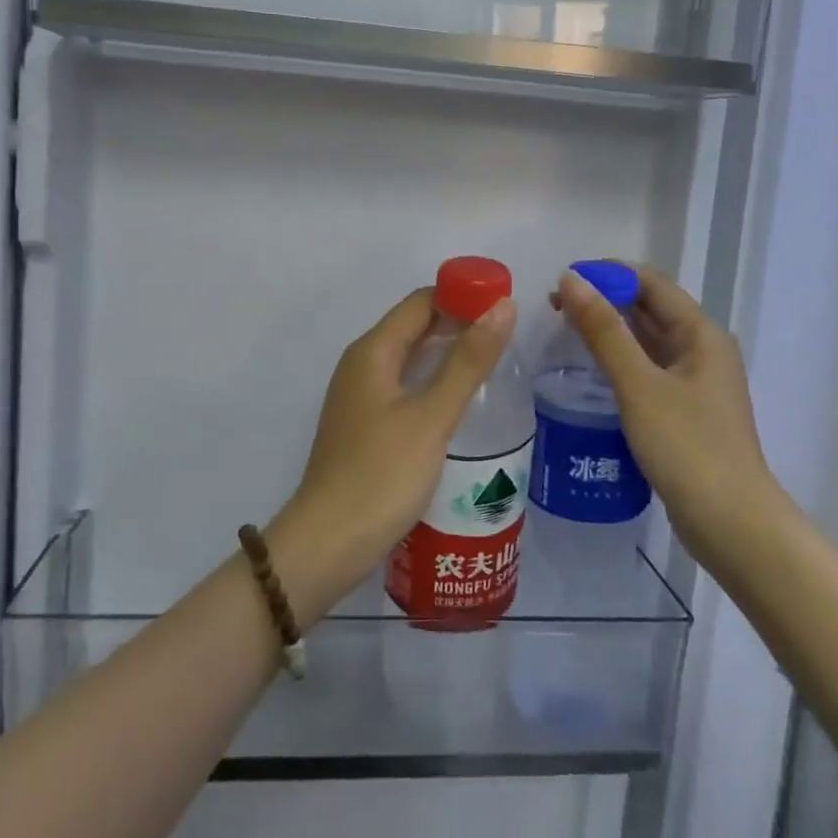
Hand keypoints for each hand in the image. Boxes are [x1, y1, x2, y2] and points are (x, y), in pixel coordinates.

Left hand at [267, 288, 514, 626]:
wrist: (328, 543)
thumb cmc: (381, 474)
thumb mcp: (432, 415)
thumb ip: (468, 361)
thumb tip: (503, 306)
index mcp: (373, 351)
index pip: (422, 301)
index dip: (463, 295)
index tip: (506, 304)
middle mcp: (362, 364)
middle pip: (415, 325)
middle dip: (460, 322)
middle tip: (509, 334)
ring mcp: (361, 396)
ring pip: (410, 357)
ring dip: (448, 352)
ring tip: (496, 362)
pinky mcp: (365, 425)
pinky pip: (405, 386)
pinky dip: (434, 381)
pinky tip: (462, 400)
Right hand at [554, 265, 772, 558]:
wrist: (731, 524)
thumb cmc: (687, 447)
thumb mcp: (639, 385)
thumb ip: (604, 331)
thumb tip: (571, 280)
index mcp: (701, 334)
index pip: (652, 283)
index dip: (608, 274)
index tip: (563, 279)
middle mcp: (703, 350)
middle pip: (650, 308)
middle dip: (605, 300)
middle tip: (555, 306)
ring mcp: (696, 382)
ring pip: (648, 340)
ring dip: (611, 330)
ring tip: (565, 330)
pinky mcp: (685, 410)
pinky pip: (648, 369)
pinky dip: (620, 360)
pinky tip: (591, 370)